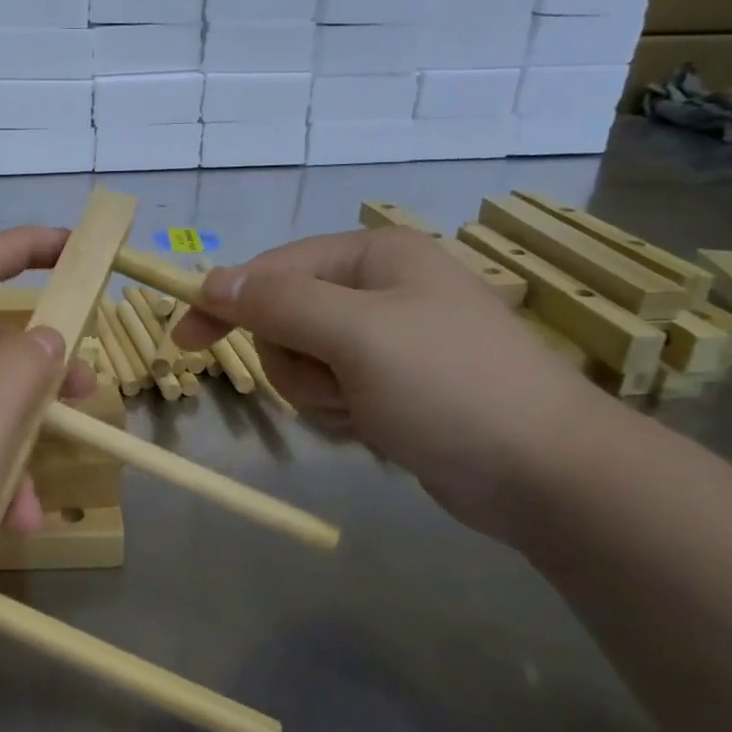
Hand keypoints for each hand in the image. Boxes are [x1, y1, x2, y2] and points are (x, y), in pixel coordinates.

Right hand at [174, 227, 614, 539]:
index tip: (184, 340)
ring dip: (318, 393)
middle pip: (285, 320)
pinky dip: (341, 414)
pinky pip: (330, 392)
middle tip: (334, 384)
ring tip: (365, 411)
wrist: (547, 475)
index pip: (273, 269)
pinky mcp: (392, 387)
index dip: (227, 302)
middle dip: (296, 361)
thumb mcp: (356, 335)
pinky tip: (378, 429)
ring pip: (302, 363)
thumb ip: (278, 302)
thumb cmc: (450, 387)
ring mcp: (386, 342)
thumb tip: (213, 280)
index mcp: (374, 257)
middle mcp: (378, 290)